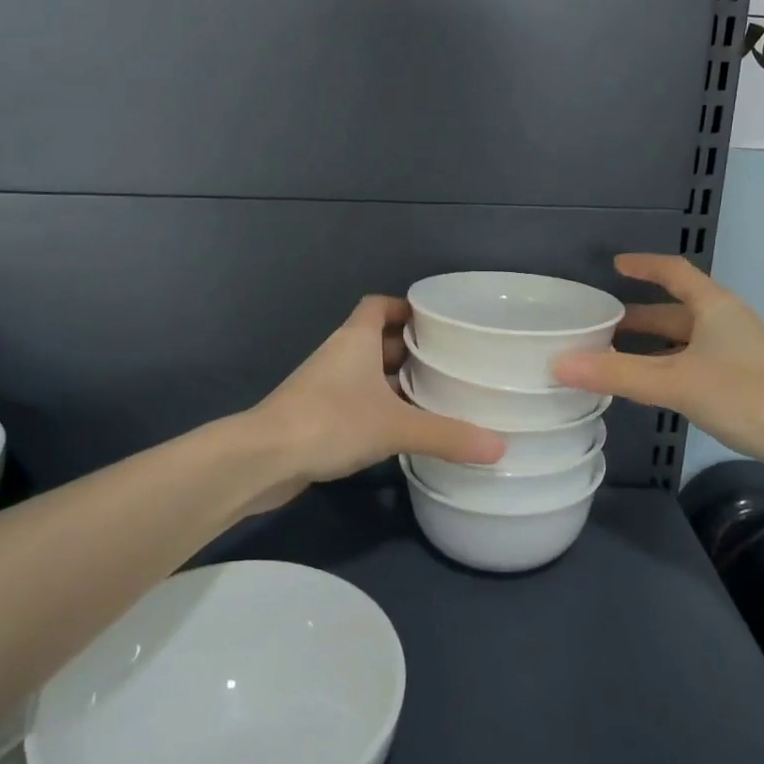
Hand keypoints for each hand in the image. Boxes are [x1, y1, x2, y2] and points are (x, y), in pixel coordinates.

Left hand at [254, 296, 503, 485]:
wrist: (263, 458)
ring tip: (435, 397)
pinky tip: (402, 430)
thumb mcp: (396, 427)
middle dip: (410, 350)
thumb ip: (447, 435)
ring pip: (366, 374)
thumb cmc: (330, 422)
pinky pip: (355, 402)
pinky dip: (378, 409)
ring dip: (395, 383)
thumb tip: (500, 448)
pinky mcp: (316, 416)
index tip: (438, 323)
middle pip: (378, 341)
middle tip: (449, 363)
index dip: (406, 308)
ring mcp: (324, 386)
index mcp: (355, 339)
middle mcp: (339, 355)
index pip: (379, 305)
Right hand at [550, 255, 763, 465]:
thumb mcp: (674, 382)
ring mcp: (738, 353)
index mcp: (714, 307)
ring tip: (614, 357)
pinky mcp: (744, 382)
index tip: (615, 266)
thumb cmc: (744, 395)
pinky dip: (668, 368)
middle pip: (676, 310)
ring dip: (651, 346)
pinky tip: (650, 388)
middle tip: (600, 325)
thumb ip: (616, 374)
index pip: (675, 272)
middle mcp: (727, 323)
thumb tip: (557, 363)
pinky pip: (694, 364)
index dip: (644, 266)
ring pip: (685, 341)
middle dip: (639, 316)